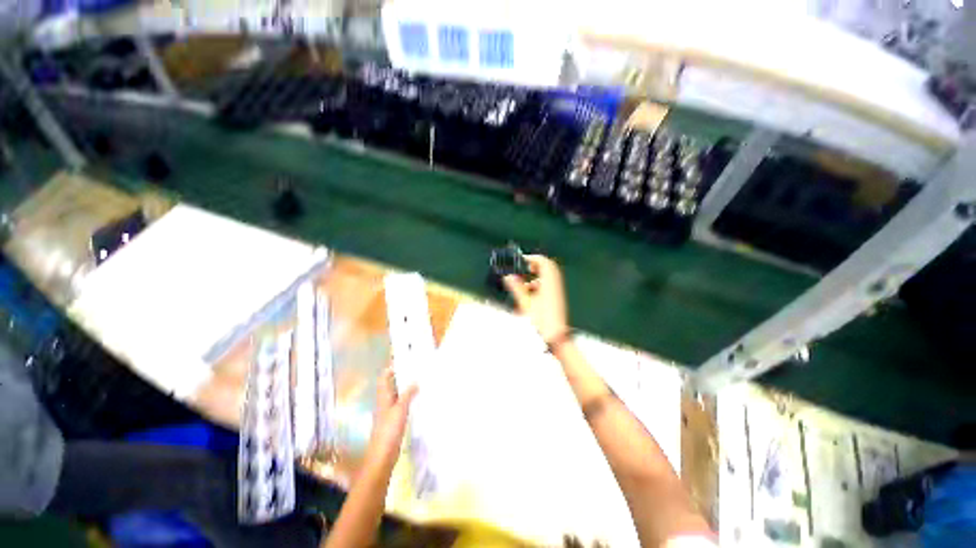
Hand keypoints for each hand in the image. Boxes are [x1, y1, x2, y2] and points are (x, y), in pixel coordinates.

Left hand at [363, 367, 417, 471]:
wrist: (382, 456)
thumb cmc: (389, 430)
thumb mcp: (400, 409)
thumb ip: (408, 394)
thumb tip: (416, 381)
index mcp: (383, 396)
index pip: (384, 377)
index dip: (391, 368)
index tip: (404, 360)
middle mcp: (384, 401)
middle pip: (390, 384)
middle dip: (400, 376)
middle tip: (415, 368)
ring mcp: (388, 412)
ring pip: (396, 394)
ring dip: (405, 387)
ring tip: (419, 380)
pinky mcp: (393, 421)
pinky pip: (401, 404)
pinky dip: (408, 399)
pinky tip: (417, 399)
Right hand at [503, 255, 568, 342]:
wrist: (556, 337)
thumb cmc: (542, 321)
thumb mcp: (525, 303)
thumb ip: (516, 288)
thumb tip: (508, 276)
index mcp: (549, 282)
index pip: (543, 262)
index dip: (532, 258)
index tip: (522, 260)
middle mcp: (555, 285)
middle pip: (547, 267)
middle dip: (535, 266)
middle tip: (524, 268)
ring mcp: (557, 292)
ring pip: (548, 277)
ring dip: (536, 276)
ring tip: (524, 284)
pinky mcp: (557, 299)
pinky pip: (548, 285)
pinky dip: (539, 285)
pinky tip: (530, 295)